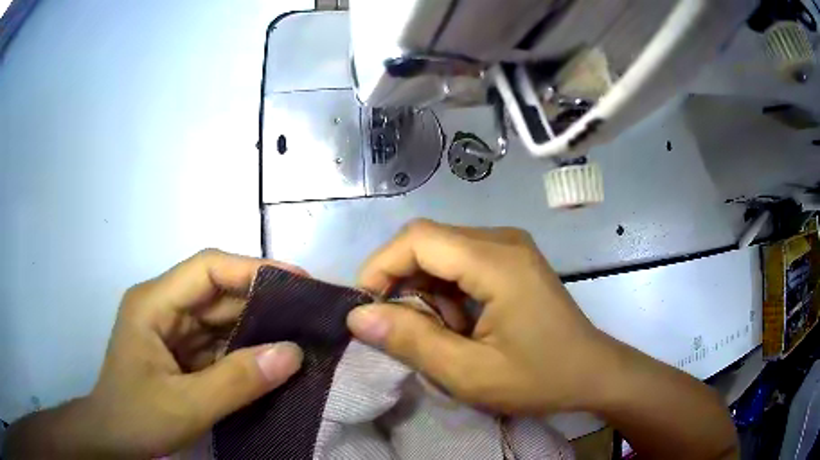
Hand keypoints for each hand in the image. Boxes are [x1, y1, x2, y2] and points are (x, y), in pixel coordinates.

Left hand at [4, 250, 304, 458]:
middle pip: (218, 291)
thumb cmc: (136, 419)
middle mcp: (164, 307)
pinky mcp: (182, 353)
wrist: (113, 441)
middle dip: (262, 300)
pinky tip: (274, 360)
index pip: (207, 269)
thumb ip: (238, 381)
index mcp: (153, 304)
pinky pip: (220, 344)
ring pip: (222, 318)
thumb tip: (294, 353)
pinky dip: (247, 351)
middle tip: (310, 313)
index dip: (253, 269)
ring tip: (302, 335)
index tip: (298, 281)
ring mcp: (173, 330)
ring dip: (258, 328)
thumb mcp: (186, 406)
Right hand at [346, 220, 738, 459]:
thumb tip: (358, 316)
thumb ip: (411, 342)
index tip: (366, 308)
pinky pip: (462, 262)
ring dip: (426, 291)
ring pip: (442, 252)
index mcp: (497, 261)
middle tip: (401, 329)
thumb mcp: (469, 374)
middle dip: (401, 282)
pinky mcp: (513, 260)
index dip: (381, 266)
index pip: (418, 238)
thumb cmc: (540, 379)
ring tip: (441, 334)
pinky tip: (460, 324)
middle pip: (428, 241)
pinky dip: (446, 292)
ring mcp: (511, 247)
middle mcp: (503, 240)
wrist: (593, 373)